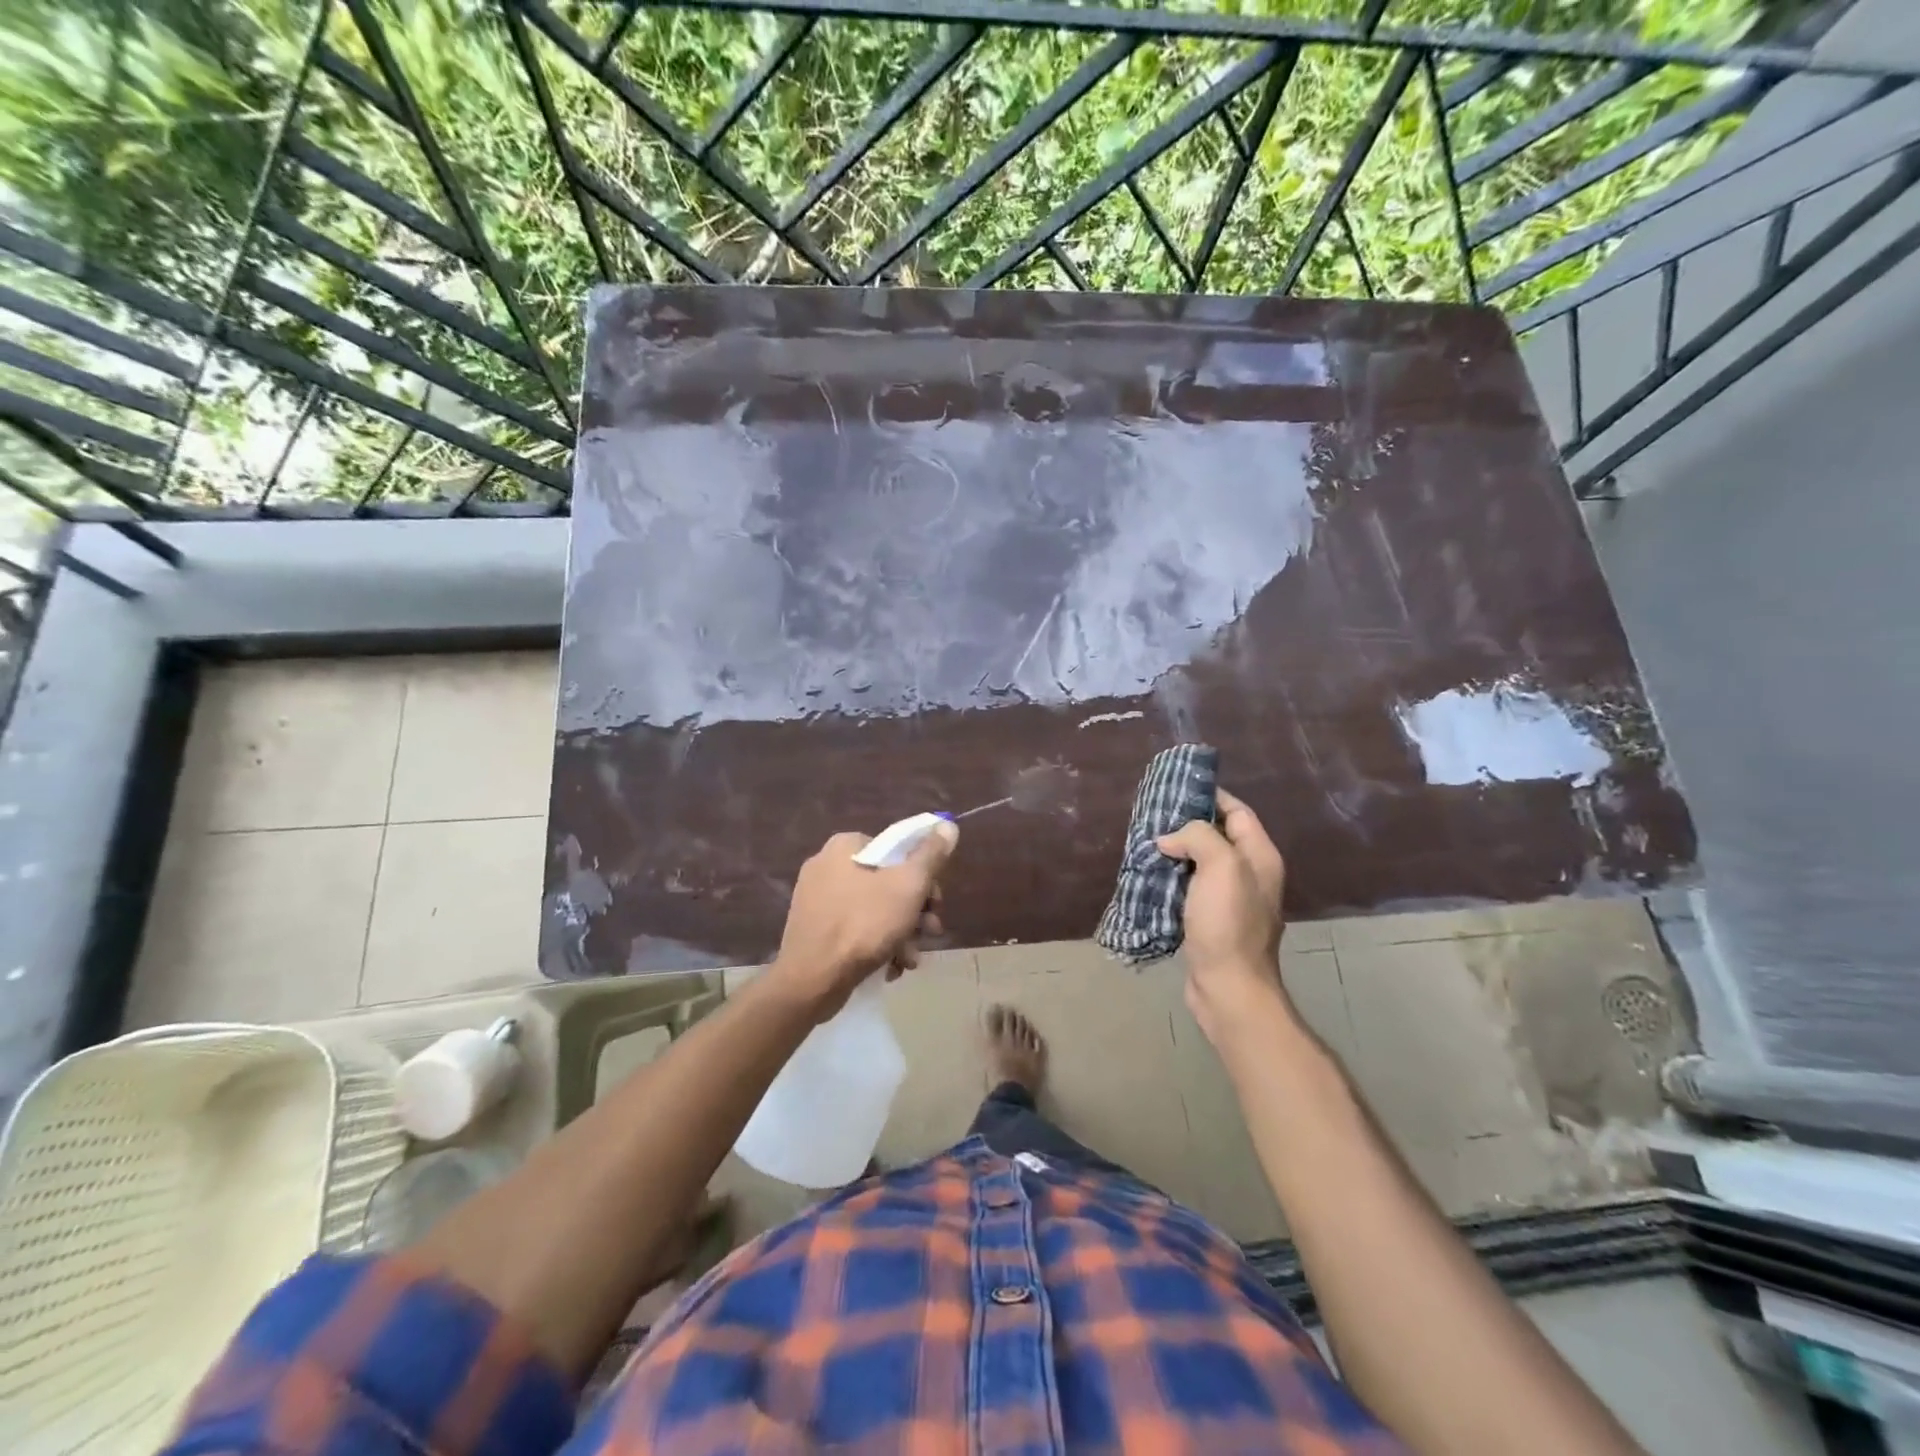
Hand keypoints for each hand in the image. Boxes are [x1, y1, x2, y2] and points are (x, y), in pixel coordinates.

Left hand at [769, 823, 957, 1020]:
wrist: (812, 980)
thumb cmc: (864, 924)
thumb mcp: (908, 885)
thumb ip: (931, 854)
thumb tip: (947, 824)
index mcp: (845, 846)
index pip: (897, 849)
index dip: (924, 875)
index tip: (935, 903)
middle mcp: (827, 865)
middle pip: (888, 881)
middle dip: (915, 910)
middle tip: (930, 932)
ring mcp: (817, 899)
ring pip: (874, 909)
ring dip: (901, 932)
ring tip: (911, 958)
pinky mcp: (813, 929)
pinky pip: (855, 929)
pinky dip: (877, 944)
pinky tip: (892, 966)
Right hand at [1156, 788, 1288, 1043]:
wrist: (1228, 987)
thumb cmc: (1228, 923)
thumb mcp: (1220, 866)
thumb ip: (1198, 836)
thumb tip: (1170, 839)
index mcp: (1260, 857)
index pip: (1238, 812)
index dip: (1211, 796)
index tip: (1177, 789)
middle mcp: (1249, 875)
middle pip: (1218, 836)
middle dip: (1187, 824)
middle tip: (1154, 816)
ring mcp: (1230, 901)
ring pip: (1200, 863)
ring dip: (1175, 852)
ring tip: (1145, 843)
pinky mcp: (1211, 922)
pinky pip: (1189, 888)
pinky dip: (1171, 878)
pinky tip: (1149, 876)